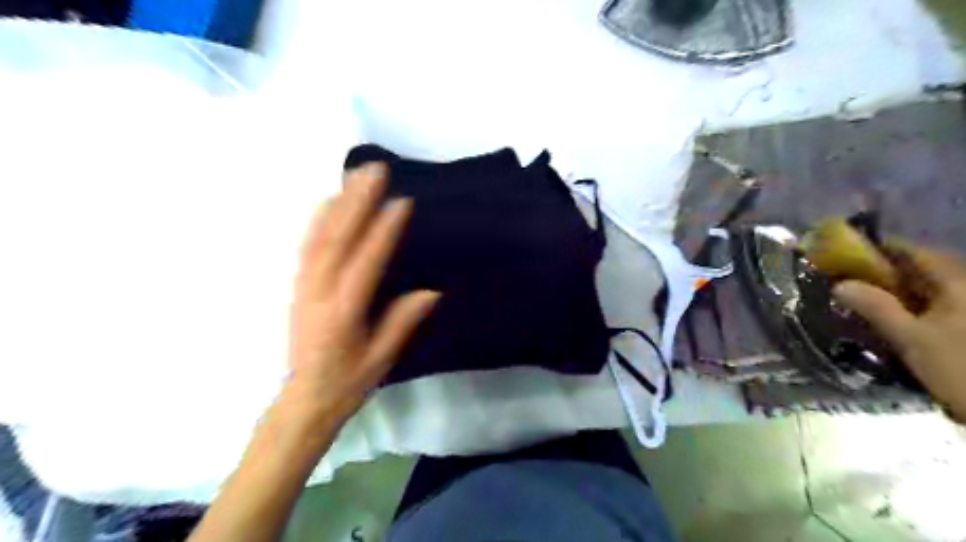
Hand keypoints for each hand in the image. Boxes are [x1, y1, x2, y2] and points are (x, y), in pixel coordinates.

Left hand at [283, 163, 439, 425]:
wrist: (303, 400)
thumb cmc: (347, 382)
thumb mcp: (381, 359)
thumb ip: (402, 322)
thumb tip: (431, 291)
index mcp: (343, 313)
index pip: (365, 264)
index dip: (383, 232)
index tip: (401, 202)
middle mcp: (319, 293)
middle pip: (337, 239)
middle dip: (357, 201)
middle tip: (375, 170)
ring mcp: (304, 286)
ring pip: (319, 236)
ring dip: (338, 202)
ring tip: (355, 173)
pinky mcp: (299, 285)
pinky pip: (308, 245)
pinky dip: (319, 219)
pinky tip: (329, 200)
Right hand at [830, 247, 965, 420]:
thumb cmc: (962, 368)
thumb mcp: (911, 339)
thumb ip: (875, 308)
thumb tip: (839, 284)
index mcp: (958, 282)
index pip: (914, 252)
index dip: (879, 248)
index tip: (845, 252)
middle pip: (922, 270)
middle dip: (884, 272)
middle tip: (849, 279)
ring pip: (929, 290)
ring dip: (897, 292)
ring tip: (865, 301)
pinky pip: (937, 307)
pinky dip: (913, 308)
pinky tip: (895, 320)